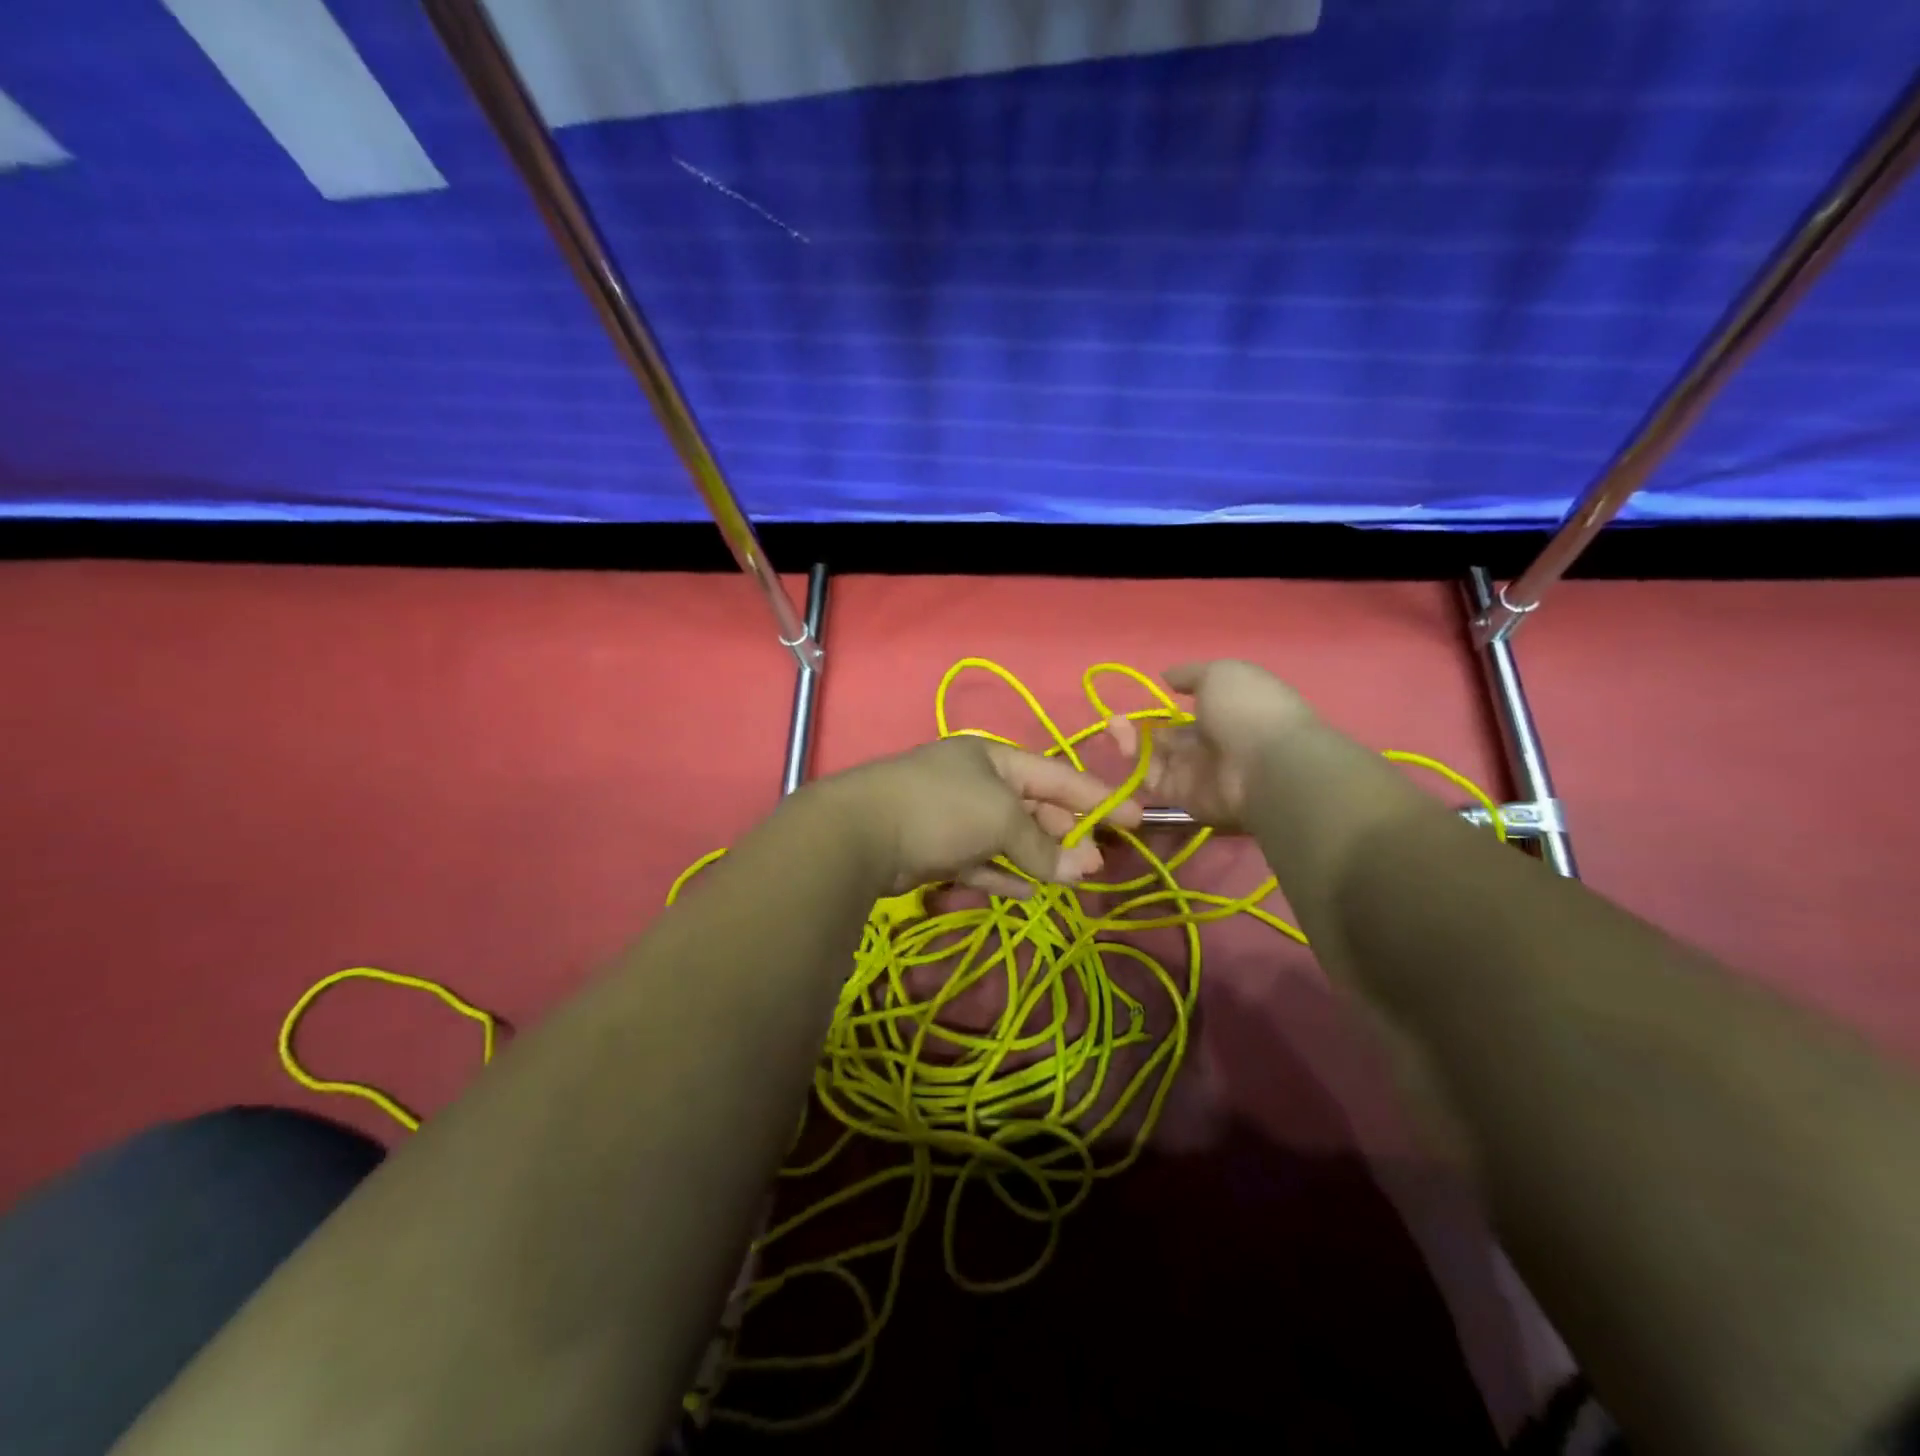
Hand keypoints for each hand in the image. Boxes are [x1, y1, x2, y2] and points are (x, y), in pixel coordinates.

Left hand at [820, 736, 1141, 896]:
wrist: (861, 833)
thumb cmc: (942, 807)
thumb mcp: (1001, 818)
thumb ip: (1042, 845)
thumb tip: (1082, 871)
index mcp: (992, 757)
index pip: (1055, 774)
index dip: (1095, 795)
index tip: (1134, 818)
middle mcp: (974, 781)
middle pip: (1033, 806)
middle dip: (1067, 833)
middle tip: (1098, 862)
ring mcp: (952, 816)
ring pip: (1008, 837)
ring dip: (1040, 858)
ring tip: (1074, 880)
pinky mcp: (935, 850)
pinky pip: (981, 862)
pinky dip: (1005, 875)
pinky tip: (1031, 892)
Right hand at [1107, 661, 1313, 831]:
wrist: (1265, 766)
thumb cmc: (1247, 709)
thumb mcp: (1220, 674)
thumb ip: (1189, 675)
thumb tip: (1167, 676)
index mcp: (1226, 712)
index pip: (1190, 711)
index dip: (1165, 706)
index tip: (1141, 697)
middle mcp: (1212, 743)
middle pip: (1168, 737)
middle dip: (1140, 727)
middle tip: (1114, 719)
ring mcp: (1198, 773)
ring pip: (1155, 758)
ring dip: (1131, 743)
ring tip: (1113, 727)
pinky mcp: (1184, 798)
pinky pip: (1154, 782)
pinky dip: (1136, 767)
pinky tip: (1123, 747)